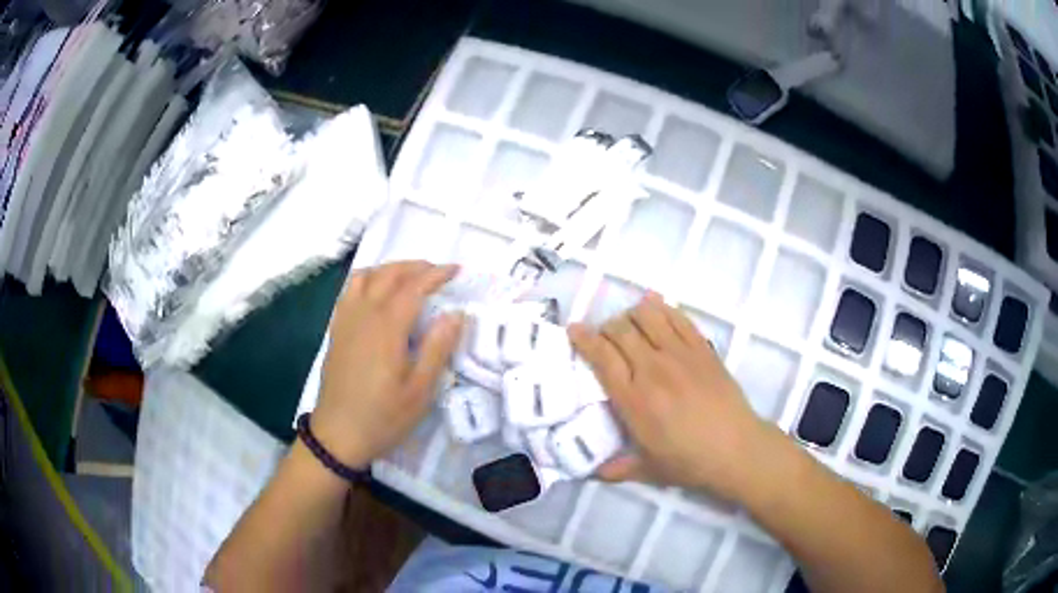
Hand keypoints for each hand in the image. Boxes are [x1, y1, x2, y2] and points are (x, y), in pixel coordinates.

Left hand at [313, 261, 464, 467]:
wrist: (338, 435)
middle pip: (388, 274)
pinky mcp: (336, 330)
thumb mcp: (420, 391)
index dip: (436, 274)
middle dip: (415, 266)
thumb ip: (437, 348)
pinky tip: (377, 293)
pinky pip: (349, 290)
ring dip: (390, 269)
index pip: (413, 287)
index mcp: (386, 328)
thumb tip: (455, 314)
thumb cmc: (383, 417)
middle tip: (438, 272)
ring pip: (365, 276)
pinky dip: (368, 279)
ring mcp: (346, 321)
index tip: (456, 270)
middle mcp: (363, 315)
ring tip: (409, 277)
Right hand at [568, 293, 783, 501]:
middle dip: (606, 327)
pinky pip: (678, 318)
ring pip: (648, 316)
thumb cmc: (689, 462)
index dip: (584, 338)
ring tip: (631, 324)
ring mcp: (680, 355)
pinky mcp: (702, 349)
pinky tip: (657, 309)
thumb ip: (617, 469)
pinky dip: (663, 309)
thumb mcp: (648, 470)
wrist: (736, 449)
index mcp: (634, 399)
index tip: (574, 329)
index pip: (602, 357)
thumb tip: (592, 473)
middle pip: (621, 330)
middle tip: (606, 337)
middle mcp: (653, 370)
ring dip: (633, 314)